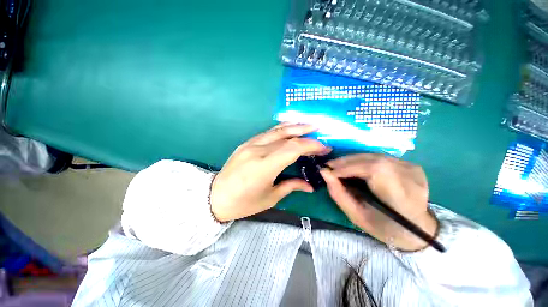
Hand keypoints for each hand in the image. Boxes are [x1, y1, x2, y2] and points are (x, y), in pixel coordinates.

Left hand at [210, 123, 331, 221]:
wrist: (215, 197)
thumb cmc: (243, 202)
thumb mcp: (270, 198)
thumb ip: (291, 186)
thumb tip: (310, 186)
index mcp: (264, 166)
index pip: (293, 148)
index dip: (311, 145)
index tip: (324, 148)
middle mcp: (257, 150)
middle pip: (286, 136)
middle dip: (306, 133)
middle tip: (320, 131)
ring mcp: (250, 144)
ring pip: (276, 130)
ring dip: (294, 126)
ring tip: (308, 125)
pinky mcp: (245, 143)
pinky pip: (266, 133)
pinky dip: (281, 129)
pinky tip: (289, 129)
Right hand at [320, 154, 437, 250]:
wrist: (418, 228)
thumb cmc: (385, 228)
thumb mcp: (358, 217)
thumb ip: (339, 194)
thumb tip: (324, 173)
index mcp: (402, 198)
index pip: (375, 170)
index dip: (349, 168)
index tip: (330, 172)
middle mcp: (411, 178)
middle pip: (373, 160)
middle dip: (347, 161)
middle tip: (330, 166)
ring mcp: (412, 168)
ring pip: (374, 156)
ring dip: (352, 159)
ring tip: (337, 165)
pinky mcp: (410, 164)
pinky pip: (378, 157)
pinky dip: (361, 160)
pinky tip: (352, 166)